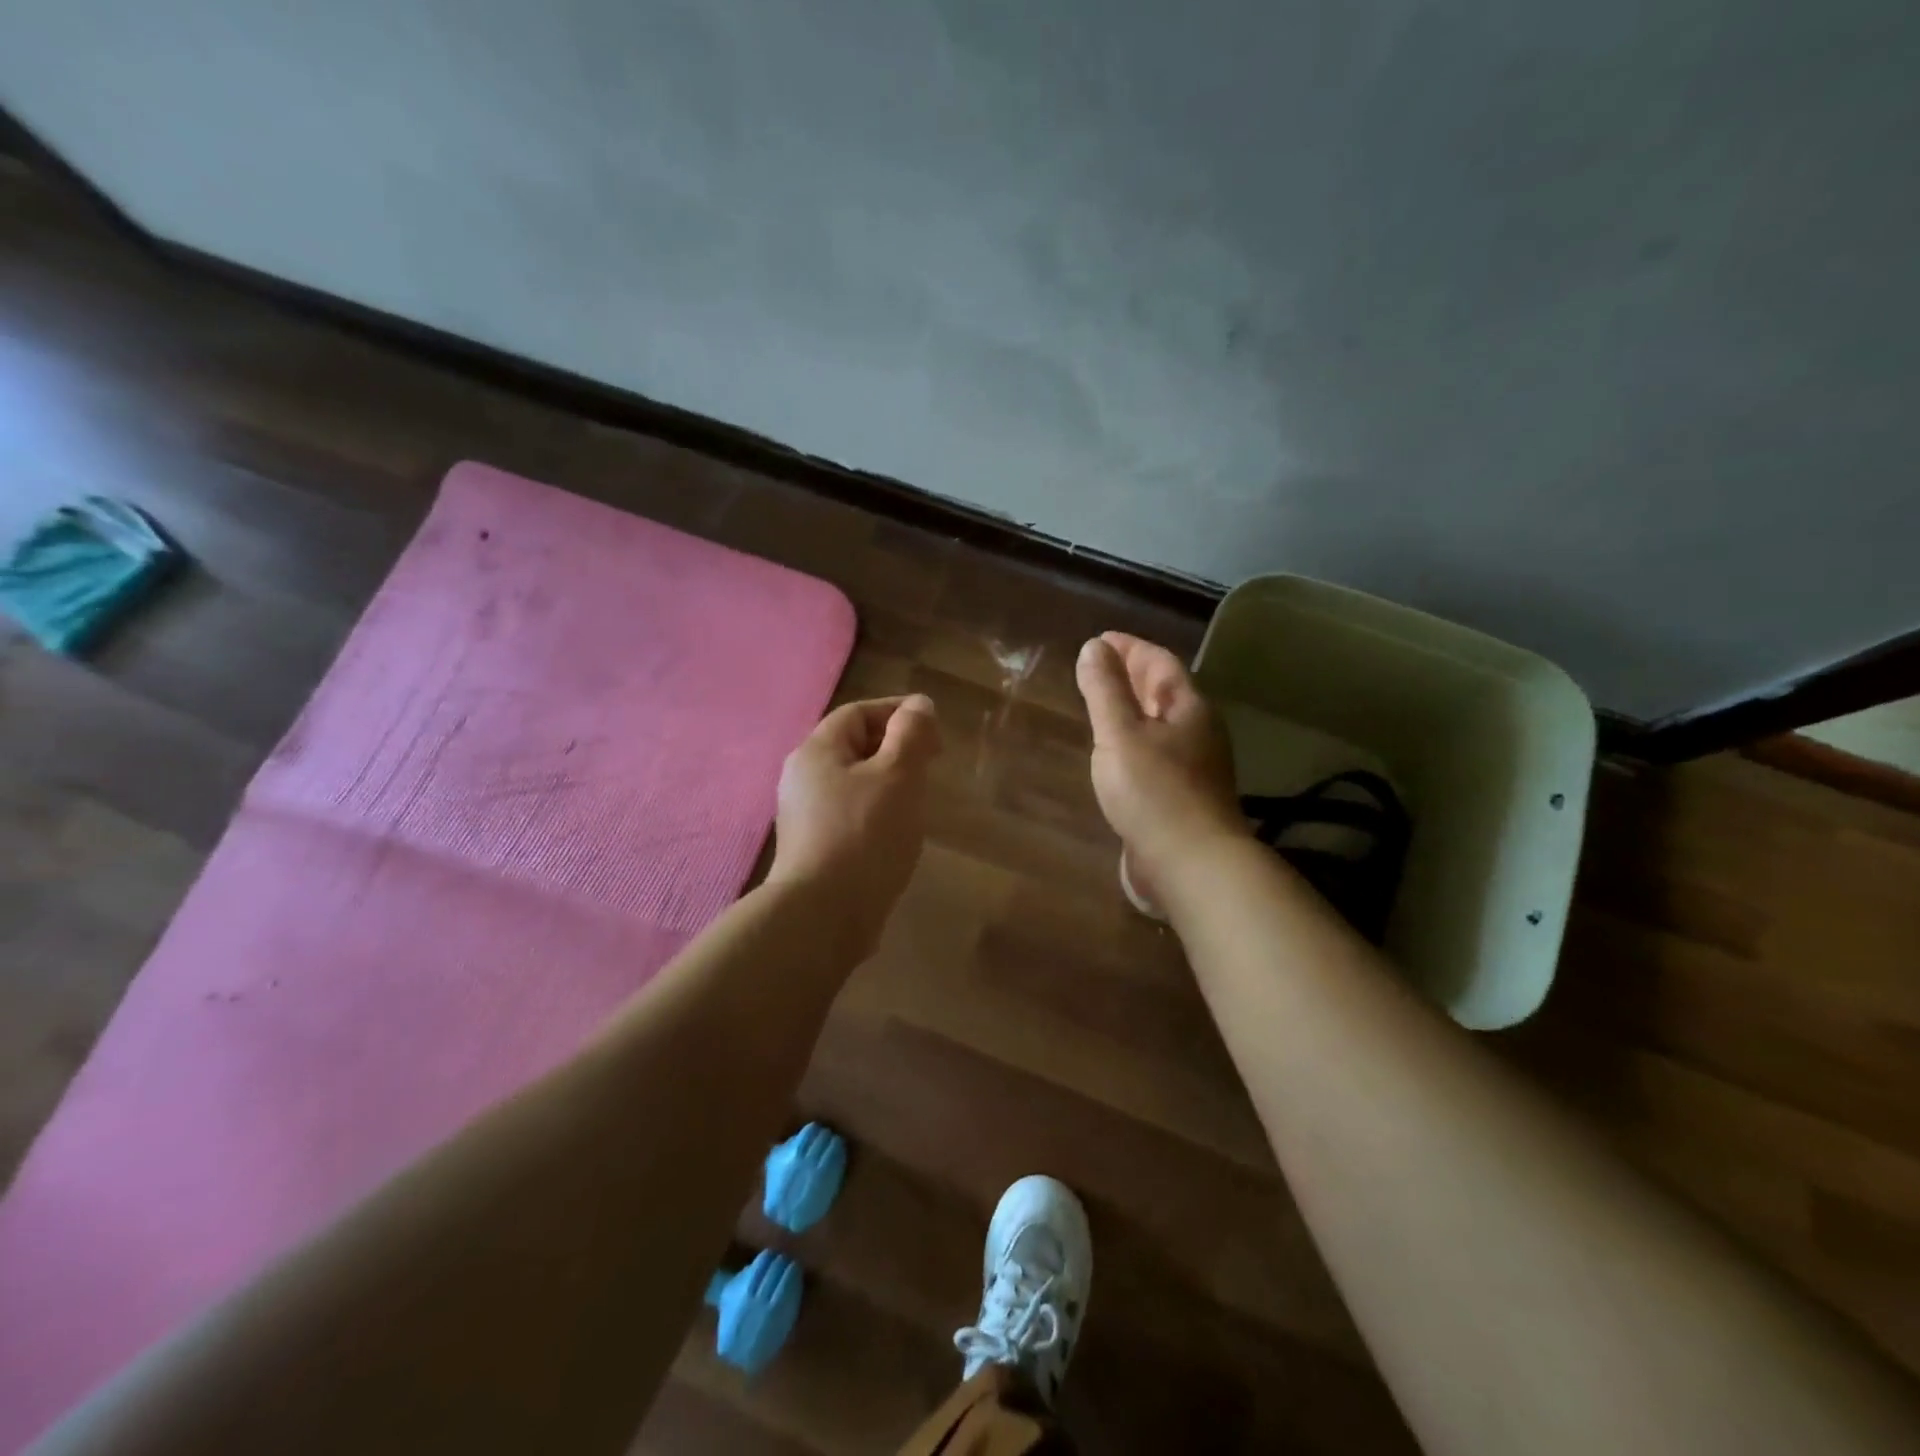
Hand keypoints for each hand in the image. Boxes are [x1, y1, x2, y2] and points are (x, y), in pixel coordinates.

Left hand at [767, 694, 941, 954]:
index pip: (857, 713)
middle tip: (932, 762)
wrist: (824, 916)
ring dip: (888, 782)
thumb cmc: (865, 834)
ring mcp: (804, 817)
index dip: (897, 712)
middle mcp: (802, 779)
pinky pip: (849, 815)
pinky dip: (876, 812)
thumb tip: (919, 705)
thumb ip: (911, 734)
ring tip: (920, 797)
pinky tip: (897, 832)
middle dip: (894, 747)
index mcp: (816, 752)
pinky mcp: (813, 850)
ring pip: (853, 784)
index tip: (934, 726)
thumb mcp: (898, 775)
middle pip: (852, 747)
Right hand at [1075, 633, 1242, 904]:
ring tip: (1104, 707)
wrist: (1191, 864)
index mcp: (1188, 708)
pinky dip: (1136, 742)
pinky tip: (1118, 756)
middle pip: (1166, 692)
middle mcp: (1199, 732)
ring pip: (1162, 725)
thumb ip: (1105, 690)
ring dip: (1135, 710)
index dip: (1130, 647)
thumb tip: (1094, 646)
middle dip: (1134, 675)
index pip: (1159, 662)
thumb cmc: (1153, 791)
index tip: (1101, 639)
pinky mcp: (1185, 798)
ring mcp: (1196, 767)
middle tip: (1100, 667)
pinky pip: (1158, 754)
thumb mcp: (1120, 733)